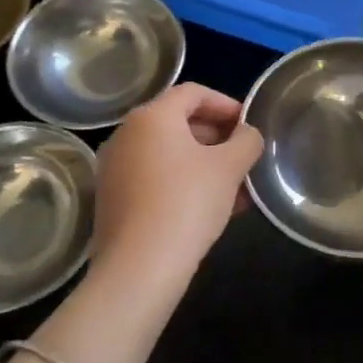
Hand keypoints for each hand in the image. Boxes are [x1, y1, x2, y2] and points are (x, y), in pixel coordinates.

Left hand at [93, 83, 263, 286]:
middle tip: (244, 157)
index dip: (226, 104)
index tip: (249, 125)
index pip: (194, 93)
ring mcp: (115, 168)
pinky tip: (211, 208)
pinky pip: (155, 178)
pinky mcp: (113, 199)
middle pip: (179, 122)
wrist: (138, 269)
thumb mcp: (230, 167)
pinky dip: (183, 182)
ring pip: (169, 154)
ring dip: (204, 163)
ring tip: (236, 188)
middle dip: (217, 137)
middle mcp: (126, 135)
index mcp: (152, 117)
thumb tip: (247, 134)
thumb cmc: (187, 203)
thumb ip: (246, 141)